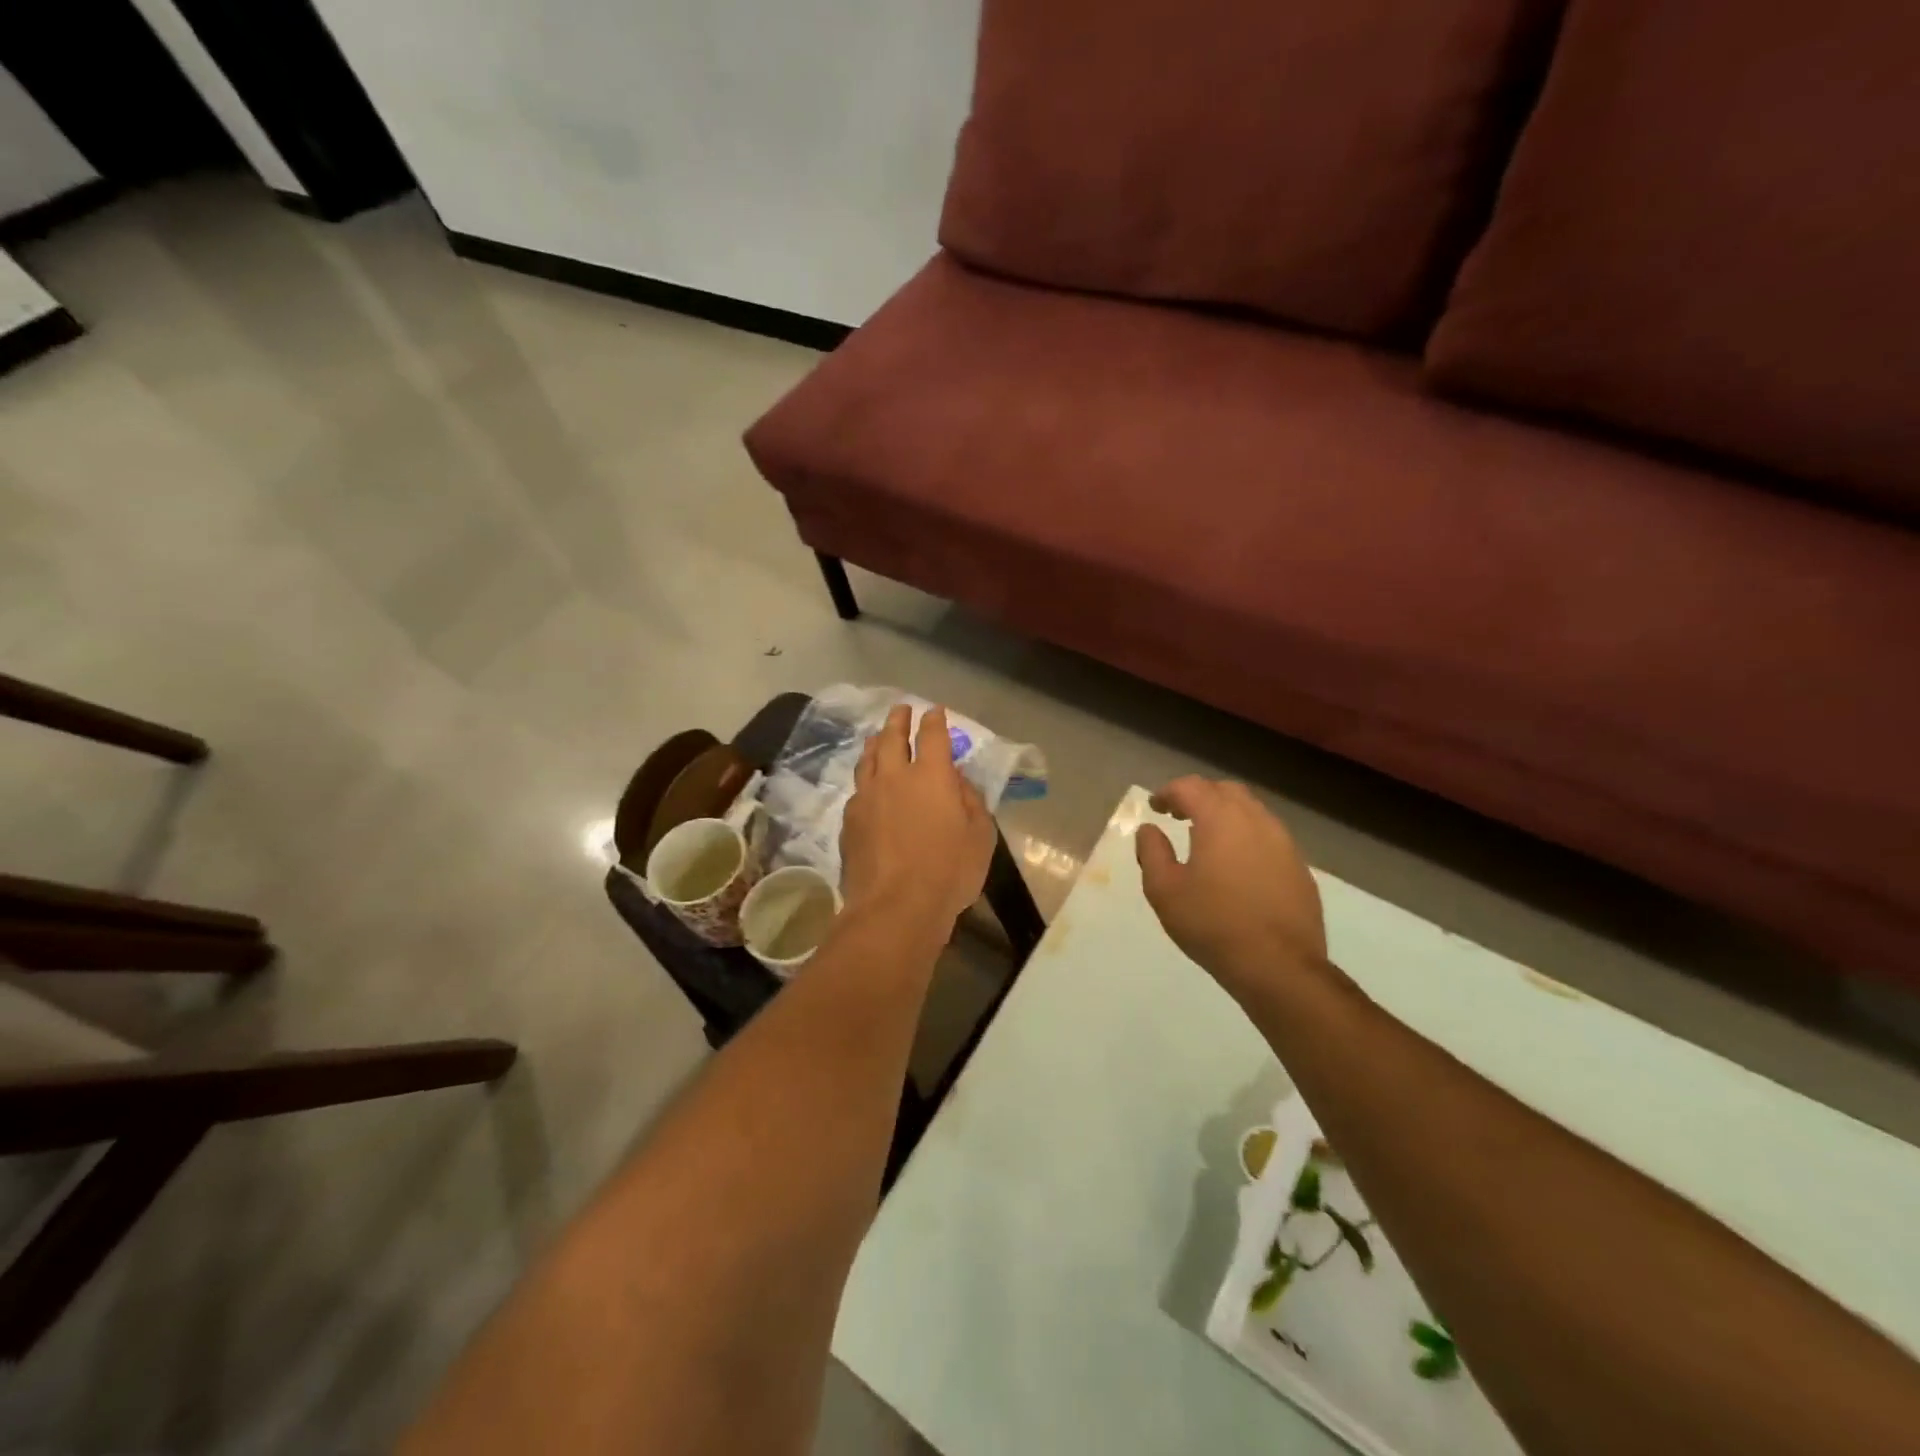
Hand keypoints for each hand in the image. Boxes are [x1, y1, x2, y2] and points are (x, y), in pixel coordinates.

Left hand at [840, 704, 995, 929]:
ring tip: (877, 737)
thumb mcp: (980, 836)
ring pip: (867, 760)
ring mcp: (866, 798)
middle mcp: (894, 777)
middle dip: (898, 720)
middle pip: (891, 738)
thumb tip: (957, 781)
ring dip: (875, 743)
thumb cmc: (949, 872)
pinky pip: (858, 789)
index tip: (935, 711)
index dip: (934, 720)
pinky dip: (865, 779)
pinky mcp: (849, 821)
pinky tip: (867, 786)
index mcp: (931, 776)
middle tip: (901, 710)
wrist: (895, 907)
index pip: (932, 736)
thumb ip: (970, 801)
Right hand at [1135, 777, 1326, 997]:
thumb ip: (1152, 852)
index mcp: (1221, 819)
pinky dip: (1247, 837)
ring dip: (1226, 815)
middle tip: (1179, 816)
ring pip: (1252, 812)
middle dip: (1200, 796)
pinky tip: (1237, 866)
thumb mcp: (1164, 890)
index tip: (1155, 807)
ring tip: (1207, 840)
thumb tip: (1149, 829)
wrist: (1279, 965)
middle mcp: (1256, 821)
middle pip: (1226, 791)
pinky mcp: (1299, 867)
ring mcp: (1284, 843)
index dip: (1169, 792)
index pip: (1191, 787)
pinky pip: (1269, 837)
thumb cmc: (1212, 924)